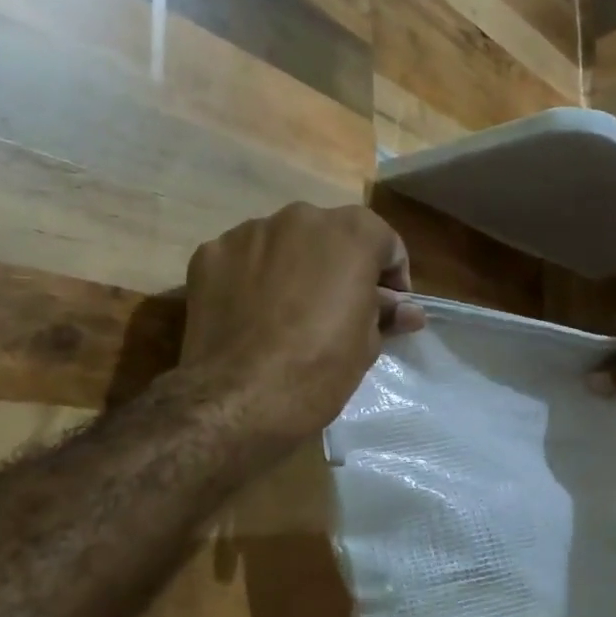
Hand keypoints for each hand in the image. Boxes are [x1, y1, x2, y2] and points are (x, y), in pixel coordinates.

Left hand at [180, 203, 424, 443]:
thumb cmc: (318, 370)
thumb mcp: (367, 346)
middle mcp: (300, 218)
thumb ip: (385, 314)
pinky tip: (250, 316)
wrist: (236, 399)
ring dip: (293, 268)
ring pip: (283, 244)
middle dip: (339, 267)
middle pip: (330, 236)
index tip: (387, 309)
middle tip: (337, 311)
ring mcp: (248, 232)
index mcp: (350, 234)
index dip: (391, 277)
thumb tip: (406, 310)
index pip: (384, 242)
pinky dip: (251, 279)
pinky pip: (242, 260)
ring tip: (287, 314)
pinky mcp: (208, 254)